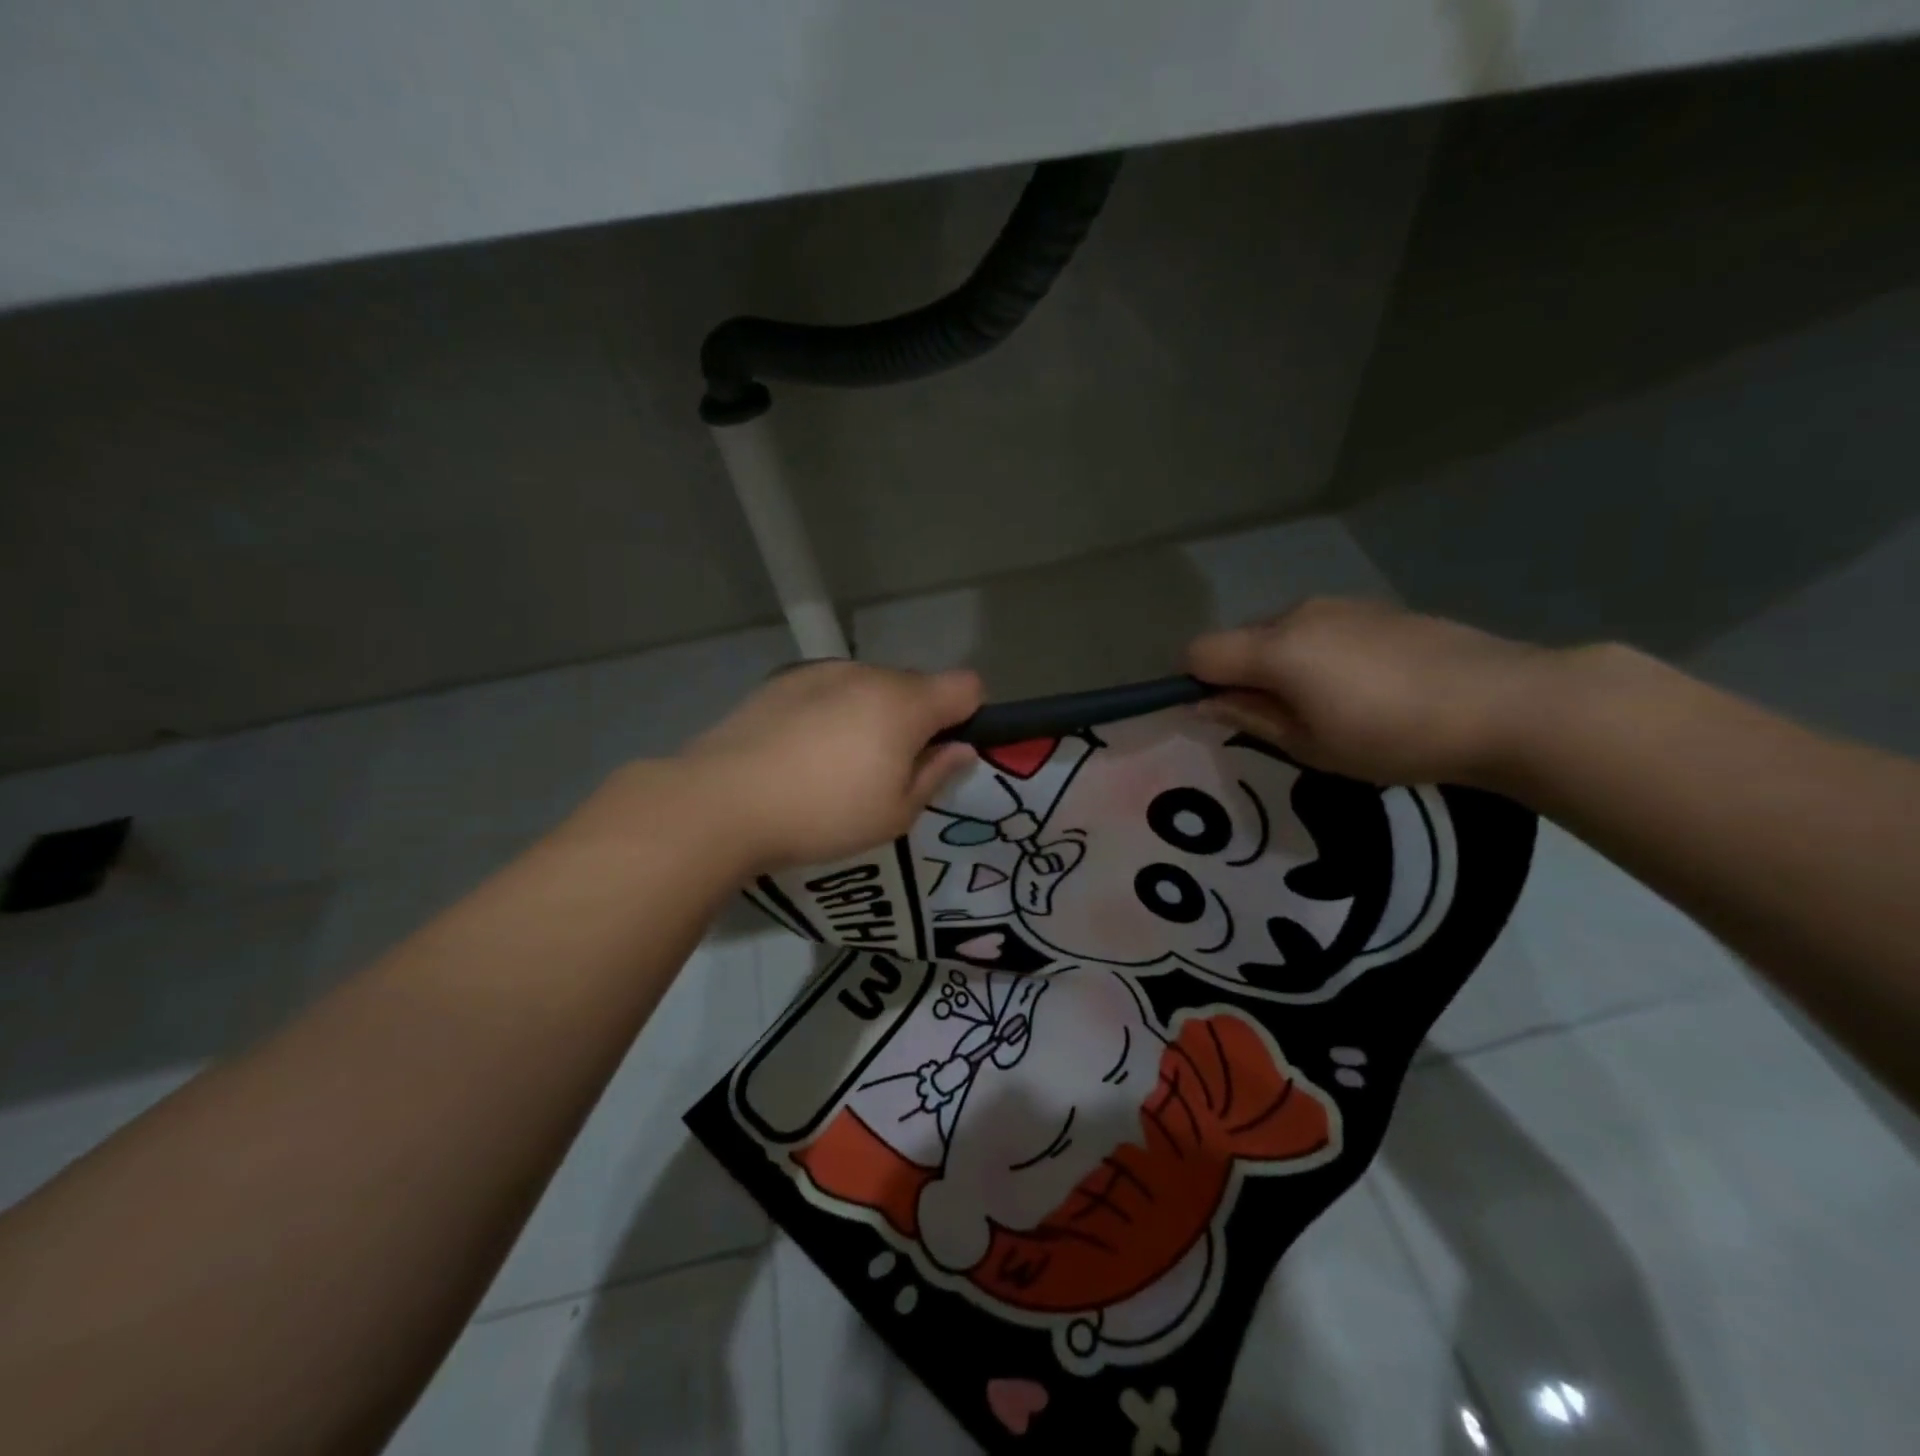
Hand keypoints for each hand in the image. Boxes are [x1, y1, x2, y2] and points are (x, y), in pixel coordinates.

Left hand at [679, 660, 981, 869]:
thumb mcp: (895, 814)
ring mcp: (822, 671)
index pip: (966, 686)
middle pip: (917, 685)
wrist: (722, 802)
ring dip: (873, 714)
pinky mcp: (782, 680)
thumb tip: (961, 750)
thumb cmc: (823, 815)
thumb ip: (935, 775)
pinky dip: (832, 711)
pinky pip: (830, 689)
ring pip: (871, 686)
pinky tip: (801, 751)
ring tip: (837, 763)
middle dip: (917, 719)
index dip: (969, 716)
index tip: (944, 752)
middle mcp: (868, 674)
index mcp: (905, 704)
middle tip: (888, 769)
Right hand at [1186, 598, 1561, 785]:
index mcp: (1276, 648)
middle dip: (1242, 675)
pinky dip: (1319, 655)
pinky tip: (1366, 687)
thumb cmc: (1394, 737)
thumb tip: (1204, 705)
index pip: (1199, 652)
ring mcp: (1342, 606)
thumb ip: (1250, 718)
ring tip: (1330, 707)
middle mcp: (1299, 614)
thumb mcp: (1311, 745)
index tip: (1220, 715)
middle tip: (1281, 721)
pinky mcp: (1378, 608)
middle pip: (1240, 640)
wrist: (1508, 703)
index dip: (1194, 683)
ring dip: (1283, 665)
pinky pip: (1322, 629)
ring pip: (1282, 633)